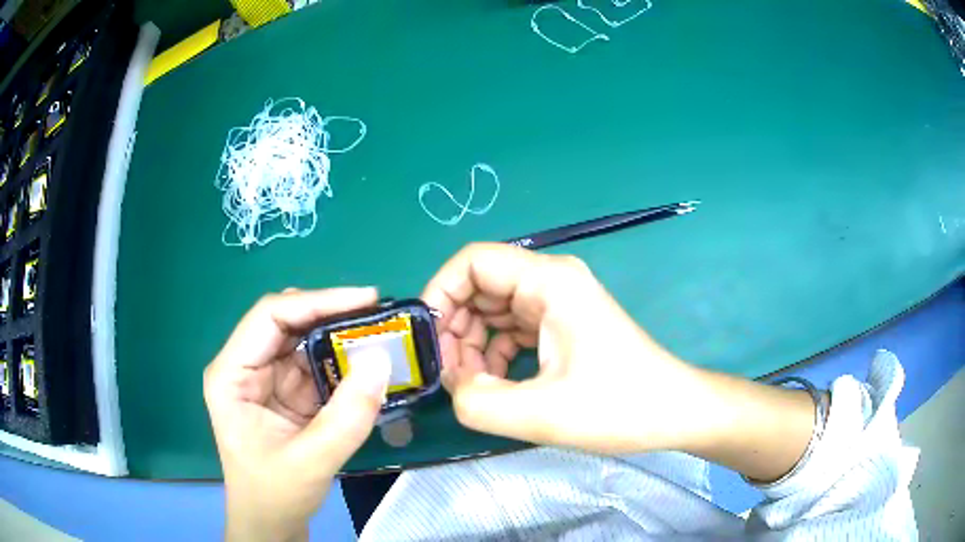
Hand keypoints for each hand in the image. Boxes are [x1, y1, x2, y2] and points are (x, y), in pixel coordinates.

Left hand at [204, 288, 389, 541]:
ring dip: (339, 337)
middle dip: (332, 314)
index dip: (317, 301)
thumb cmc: (275, 493)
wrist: (271, 521)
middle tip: (378, 314)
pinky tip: (367, 364)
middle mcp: (245, 366)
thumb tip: (381, 362)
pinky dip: (342, 362)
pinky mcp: (285, 392)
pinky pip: (315, 365)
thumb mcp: (311, 461)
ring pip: (303, 340)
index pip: (270, 317)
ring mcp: (265, 378)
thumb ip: (347, 416)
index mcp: (231, 374)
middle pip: (287, 322)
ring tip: (379, 334)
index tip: (365, 299)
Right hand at [423, 243, 816, 481]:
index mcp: (549, 281)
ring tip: (473, 387)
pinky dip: (494, 355)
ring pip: (493, 311)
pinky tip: (497, 385)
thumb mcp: (541, 413)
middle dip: (455, 328)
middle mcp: (552, 282)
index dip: (440, 292)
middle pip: (480, 286)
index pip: (473, 261)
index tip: (426, 338)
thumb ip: (478, 403)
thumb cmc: (618, 406)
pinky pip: (512, 331)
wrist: (673, 411)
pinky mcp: (562, 327)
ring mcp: (558, 304)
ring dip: (473, 346)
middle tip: (449, 375)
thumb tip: (455, 388)